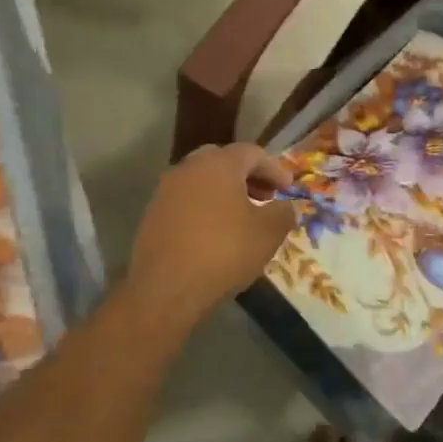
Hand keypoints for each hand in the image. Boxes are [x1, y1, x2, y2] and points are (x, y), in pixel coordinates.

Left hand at [124, 144, 297, 322]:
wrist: (165, 288)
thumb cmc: (223, 252)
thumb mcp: (267, 233)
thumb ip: (283, 213)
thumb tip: (286, 206)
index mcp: (218, 164)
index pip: (252, 152)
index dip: (275, 168)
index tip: (288, 188)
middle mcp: (189, 168)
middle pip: (224, 160)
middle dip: (248, 176)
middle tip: (266, 196)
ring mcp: (166, 190)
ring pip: (202, 180)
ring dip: (225, 191)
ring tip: (243, 216)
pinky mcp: (153, 213)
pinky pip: (187, 199)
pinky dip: (206, 206)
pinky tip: (216, 231)